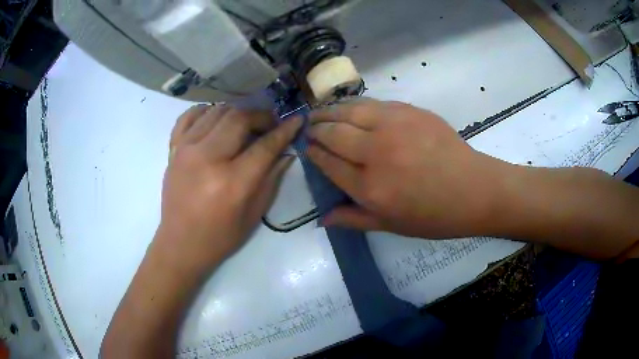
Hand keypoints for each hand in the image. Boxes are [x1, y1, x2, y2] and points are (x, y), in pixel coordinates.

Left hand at [157, 105, 301, 271]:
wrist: (180, 244)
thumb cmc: (220, 237)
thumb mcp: (254, 215)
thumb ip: (271, 179)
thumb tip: (286, 151)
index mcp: (232, 182)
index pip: (264, 145)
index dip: (284, 130)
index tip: (296, 120)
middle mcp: (207, 158)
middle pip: (239, 118)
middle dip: (260, 116)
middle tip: (269, 124)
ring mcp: (186, 150)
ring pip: (216, 111)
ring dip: (236, 112)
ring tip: (245, 123)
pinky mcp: (173, 149)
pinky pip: (189, 116)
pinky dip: (206, 110)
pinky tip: (216, 118)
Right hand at [307, 99, 508, 238]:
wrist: (474, 190)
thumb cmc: (434, 215)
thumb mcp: (391, 226)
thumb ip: (354, 219)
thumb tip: (321, 220)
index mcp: (370, 188)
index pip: (328, 163)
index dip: (314, 154)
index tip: (308, 148)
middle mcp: (376, 153)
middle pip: (334, 133)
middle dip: (316, 129)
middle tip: (310, 128)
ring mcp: (394, 127)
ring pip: (349, 111)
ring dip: (330, 111)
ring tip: (321, 113)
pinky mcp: (409, 111)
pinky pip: (373, 103)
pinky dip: (354, 104)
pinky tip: (349, 107)